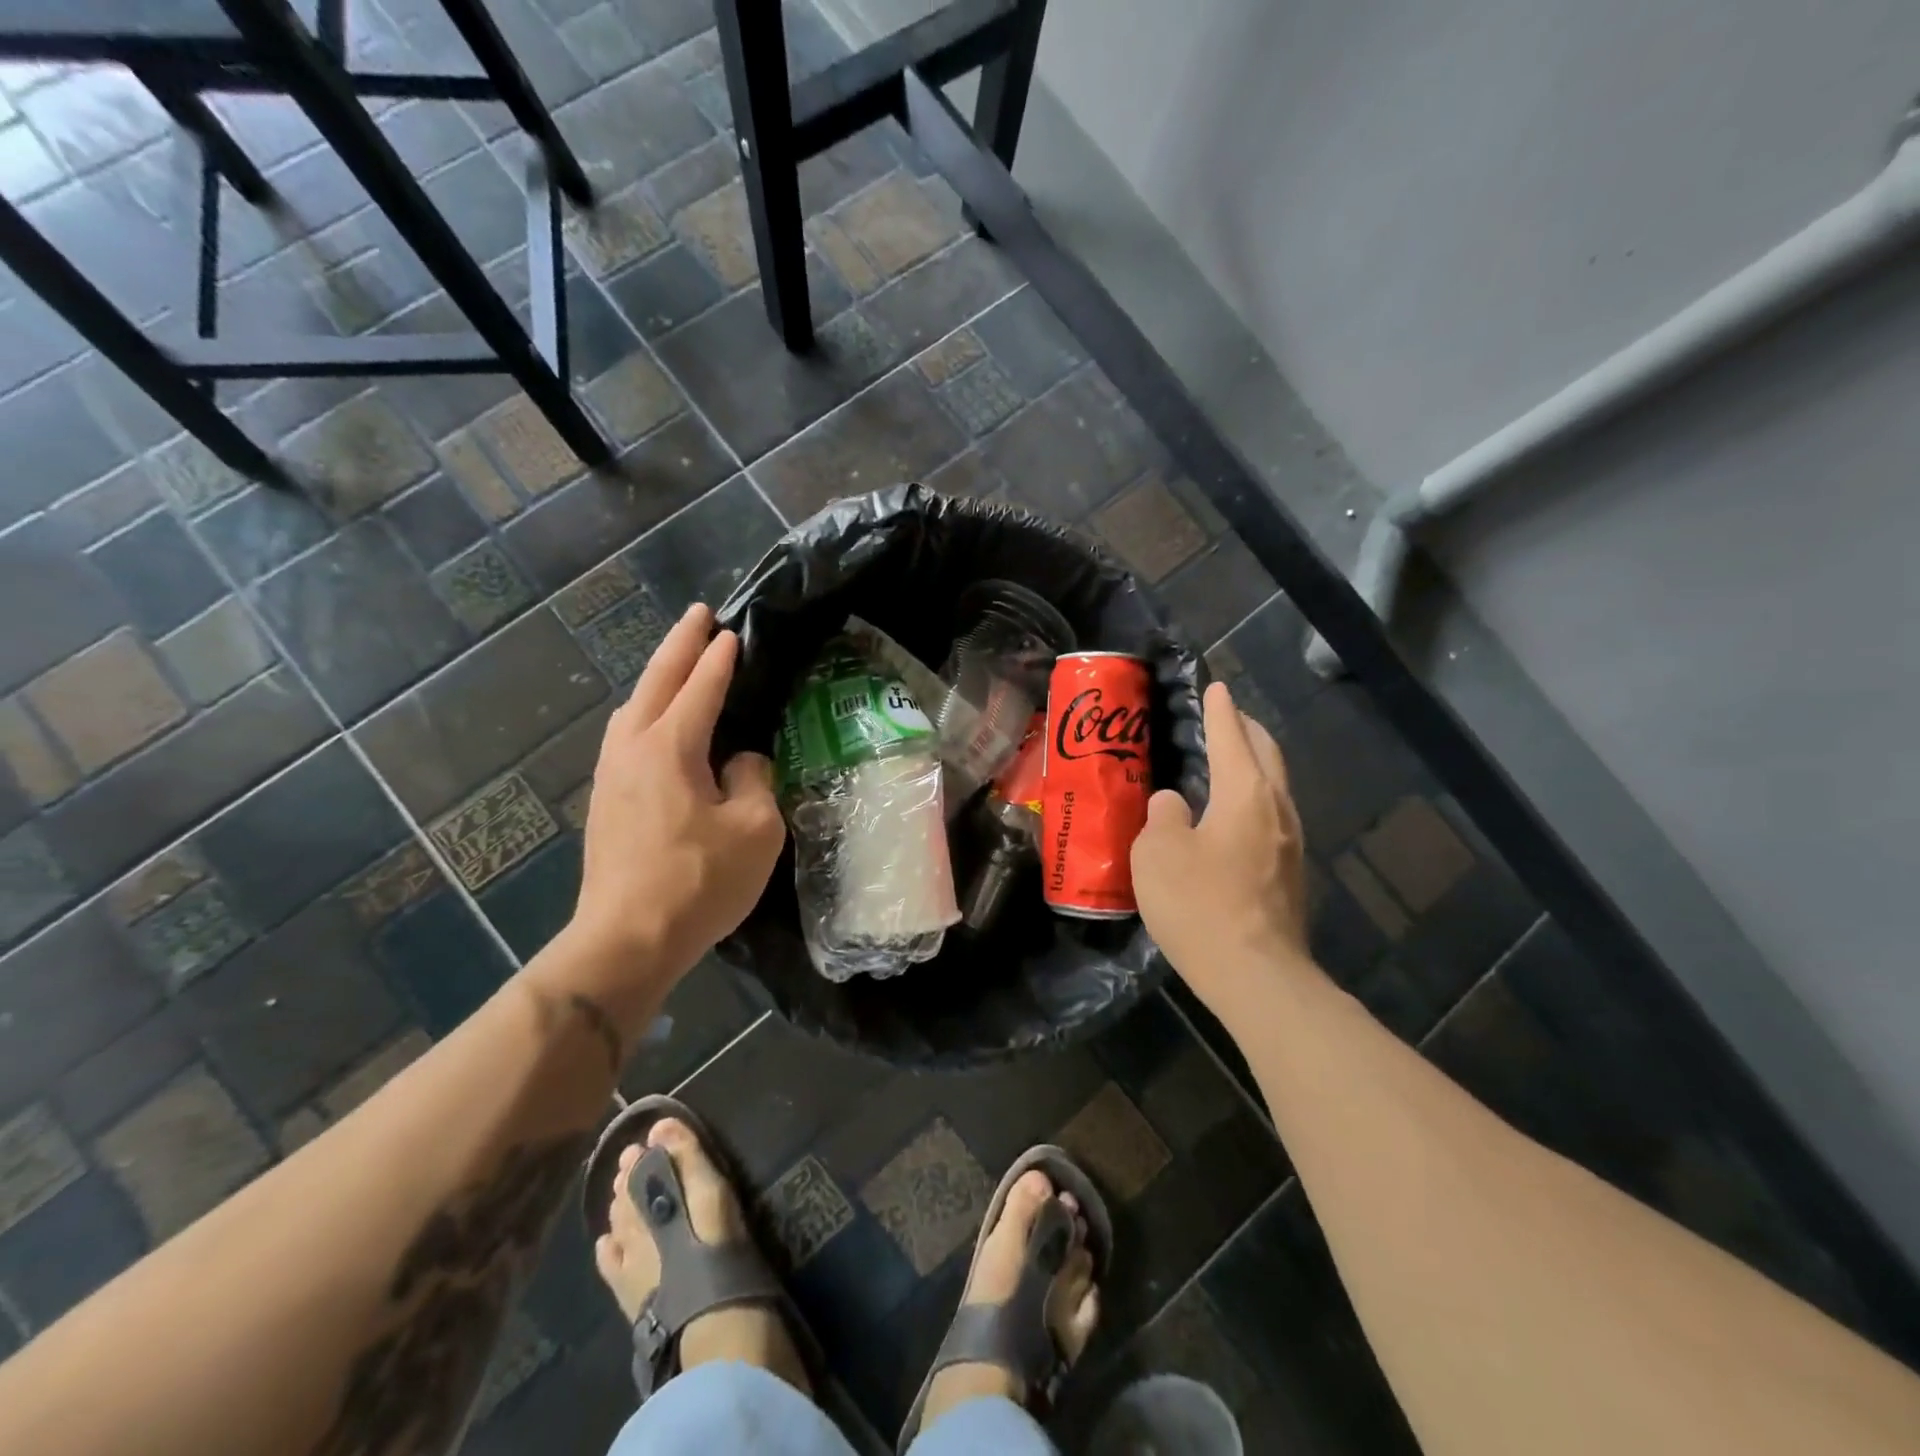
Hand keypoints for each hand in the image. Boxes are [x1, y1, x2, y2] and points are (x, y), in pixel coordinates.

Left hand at [565, 603, 785, 990]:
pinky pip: (627, 735)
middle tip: (699, 614)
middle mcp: (632, 749)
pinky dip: (647, 710)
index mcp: (670, 747)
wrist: (627, 939)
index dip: (720, 659)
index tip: (733, 632)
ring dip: (658, 677)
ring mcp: (611, 774)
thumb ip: (755, 780)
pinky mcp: (606, 801)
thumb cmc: (699, 881)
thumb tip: (741, 762)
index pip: (701, 688)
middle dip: (679, 644)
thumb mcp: (755, 828)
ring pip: (633, 707)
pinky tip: (655, 722)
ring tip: (677, 660)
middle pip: (656, 682)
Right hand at [1132, 681, 1314, 1015]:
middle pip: (1267, 755)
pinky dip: (1253, 801)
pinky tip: (1233, 818)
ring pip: (1274, 788)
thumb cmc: (1200, 903)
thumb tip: (1176, 804)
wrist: (1256, 976)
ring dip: (1254, 766)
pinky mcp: (1290, 876)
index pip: (1232, 736)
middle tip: (1226, 717)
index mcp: (1246, 793)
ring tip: (1229, 762)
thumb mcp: (1158, 852)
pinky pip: (1271, 819)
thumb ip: (1164, 816)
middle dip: (1247, 730)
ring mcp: (1291, 845)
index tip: (1215, 687)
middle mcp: (1277, 810)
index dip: (1220, 710)